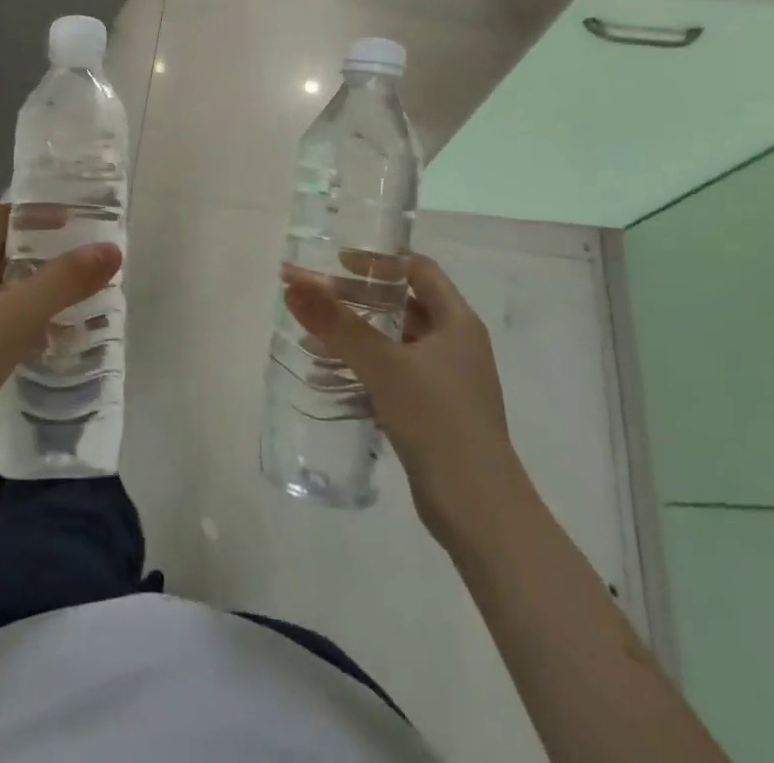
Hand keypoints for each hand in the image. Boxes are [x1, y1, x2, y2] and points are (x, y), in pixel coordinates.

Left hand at [0, 204, 121, 479]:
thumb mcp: (22, 311)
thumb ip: (66, 279)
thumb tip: (111, 250)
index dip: (35, 213)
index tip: (74, 220)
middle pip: (2, 252)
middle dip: (42, 253)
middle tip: (82, 258)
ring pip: (2, 291)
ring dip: (37, 290)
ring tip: (76, 298)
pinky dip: (26, 322)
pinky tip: (52, 340)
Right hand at [281, 253, 529, 551]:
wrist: (481, 512)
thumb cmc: (438, 421)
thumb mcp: (384, 366)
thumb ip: (337, 324)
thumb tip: (293, 284)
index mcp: (457, 322)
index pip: (417, 269)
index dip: (378, 261)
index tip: (336, 262)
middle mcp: (455, 344)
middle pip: (401, 304)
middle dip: (355, 299)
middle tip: (312, 297)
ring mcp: (445, 380)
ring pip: (393, 342)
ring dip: (354, 336)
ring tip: (310, 337)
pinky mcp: (433, 412)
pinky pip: (392, 374)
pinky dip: (362, 368)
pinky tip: (326, 377)